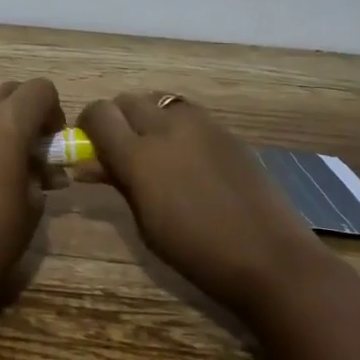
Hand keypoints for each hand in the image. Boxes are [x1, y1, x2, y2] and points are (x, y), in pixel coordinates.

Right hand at [78, 92, 320, 311]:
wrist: (271, 259)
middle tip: (121, 148)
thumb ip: (118, 182)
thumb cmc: (197, 254)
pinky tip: (187, 154)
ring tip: (156, 148)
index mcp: (139, 156)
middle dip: (116, 119)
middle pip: (126, 100)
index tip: (89, 145)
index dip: (88, 125)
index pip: (98, 114)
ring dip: (147, 116)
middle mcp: (166, 128)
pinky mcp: (225, 130)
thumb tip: (89, 164)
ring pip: (157, 100)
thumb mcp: (145, 223)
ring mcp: (200, 124)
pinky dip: (176, 124)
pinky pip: (187, 112)